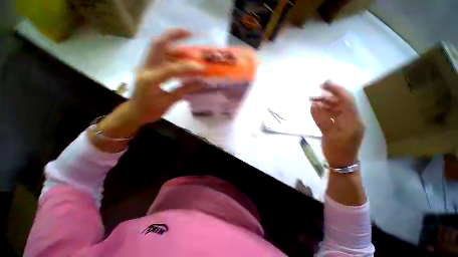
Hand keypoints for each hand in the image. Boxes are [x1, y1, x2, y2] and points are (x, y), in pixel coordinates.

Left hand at [128, 29, 204, 124]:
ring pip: (158, 48)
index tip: (201, 67)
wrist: (135, 112)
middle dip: (173, 36)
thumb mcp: (169, 102)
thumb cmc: (151, 110)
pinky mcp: (147, 67)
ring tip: (187, 39)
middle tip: (189, 33)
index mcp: (150, 80)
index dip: (188, 67)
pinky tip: (181, 54)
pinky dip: (171, 52)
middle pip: (157, 45)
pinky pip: (159, 55)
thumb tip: (201, 83)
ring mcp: (145, 66)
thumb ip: (185, 90)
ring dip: (173, 42)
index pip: (171, 69)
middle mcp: (145, 68)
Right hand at [310, 81, 364, 167]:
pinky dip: (325, 110)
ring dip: (325, 102)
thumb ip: (320, 119)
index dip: (336, 90)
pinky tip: (317, 108)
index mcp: (353, 120)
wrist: (342, 163)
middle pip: (342, 102)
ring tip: (312, 100)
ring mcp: (347, 122)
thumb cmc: (337, 151)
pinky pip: (333, 114)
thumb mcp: (328, 135)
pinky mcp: (341, 125)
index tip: (324, 83)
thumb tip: (313, 105)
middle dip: (328, 95)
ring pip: (337, 107)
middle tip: (314, 92)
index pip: (347, 100)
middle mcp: (352, 118)